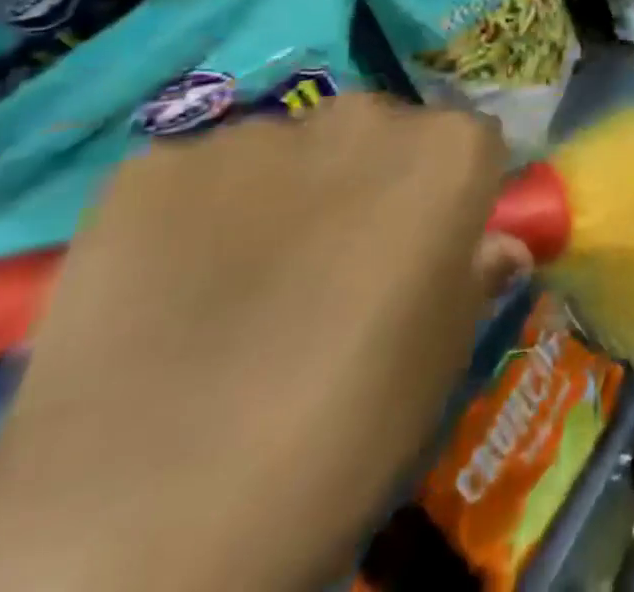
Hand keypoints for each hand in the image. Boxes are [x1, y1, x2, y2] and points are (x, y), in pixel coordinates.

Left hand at [0, 98, 527, 591]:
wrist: (136, 517)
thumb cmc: (341, 432)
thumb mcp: (439, 362)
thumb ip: (474, 278)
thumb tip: (497, 248)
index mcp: (449, 151)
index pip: (472, 145)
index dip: (451, 197)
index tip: (426, 248)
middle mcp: (364, 115)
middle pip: (381, 133)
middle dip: (369, 182)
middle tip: (334, 269)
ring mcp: (257, 132)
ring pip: (289, 151)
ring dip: (283, 196)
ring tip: (238, 290)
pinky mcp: (155, 163)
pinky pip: (199, 177)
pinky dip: (197, 218)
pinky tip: (168, 293)